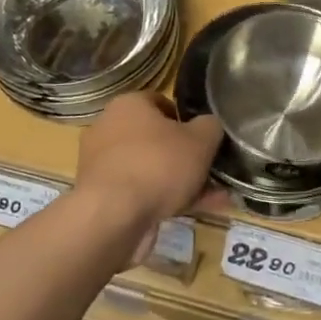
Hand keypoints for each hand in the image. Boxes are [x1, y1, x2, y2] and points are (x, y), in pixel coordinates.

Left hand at [75, 95, 223, 260]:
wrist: (113, 217)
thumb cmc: (158, 165)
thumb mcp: (200, 140)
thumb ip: (210, 127)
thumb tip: (210, 126)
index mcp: (128, 105)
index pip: (160, 102)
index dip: (186, 118)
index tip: (204, 137)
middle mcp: (109, 130)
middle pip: (156, 139)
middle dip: (186, 156)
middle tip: (211, 169)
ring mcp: (104, 166)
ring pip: (152, 170)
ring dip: (182, 182)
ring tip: (216, 197)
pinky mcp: (104, 198)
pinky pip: (143, 194)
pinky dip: (168, 201)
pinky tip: (199, 211)